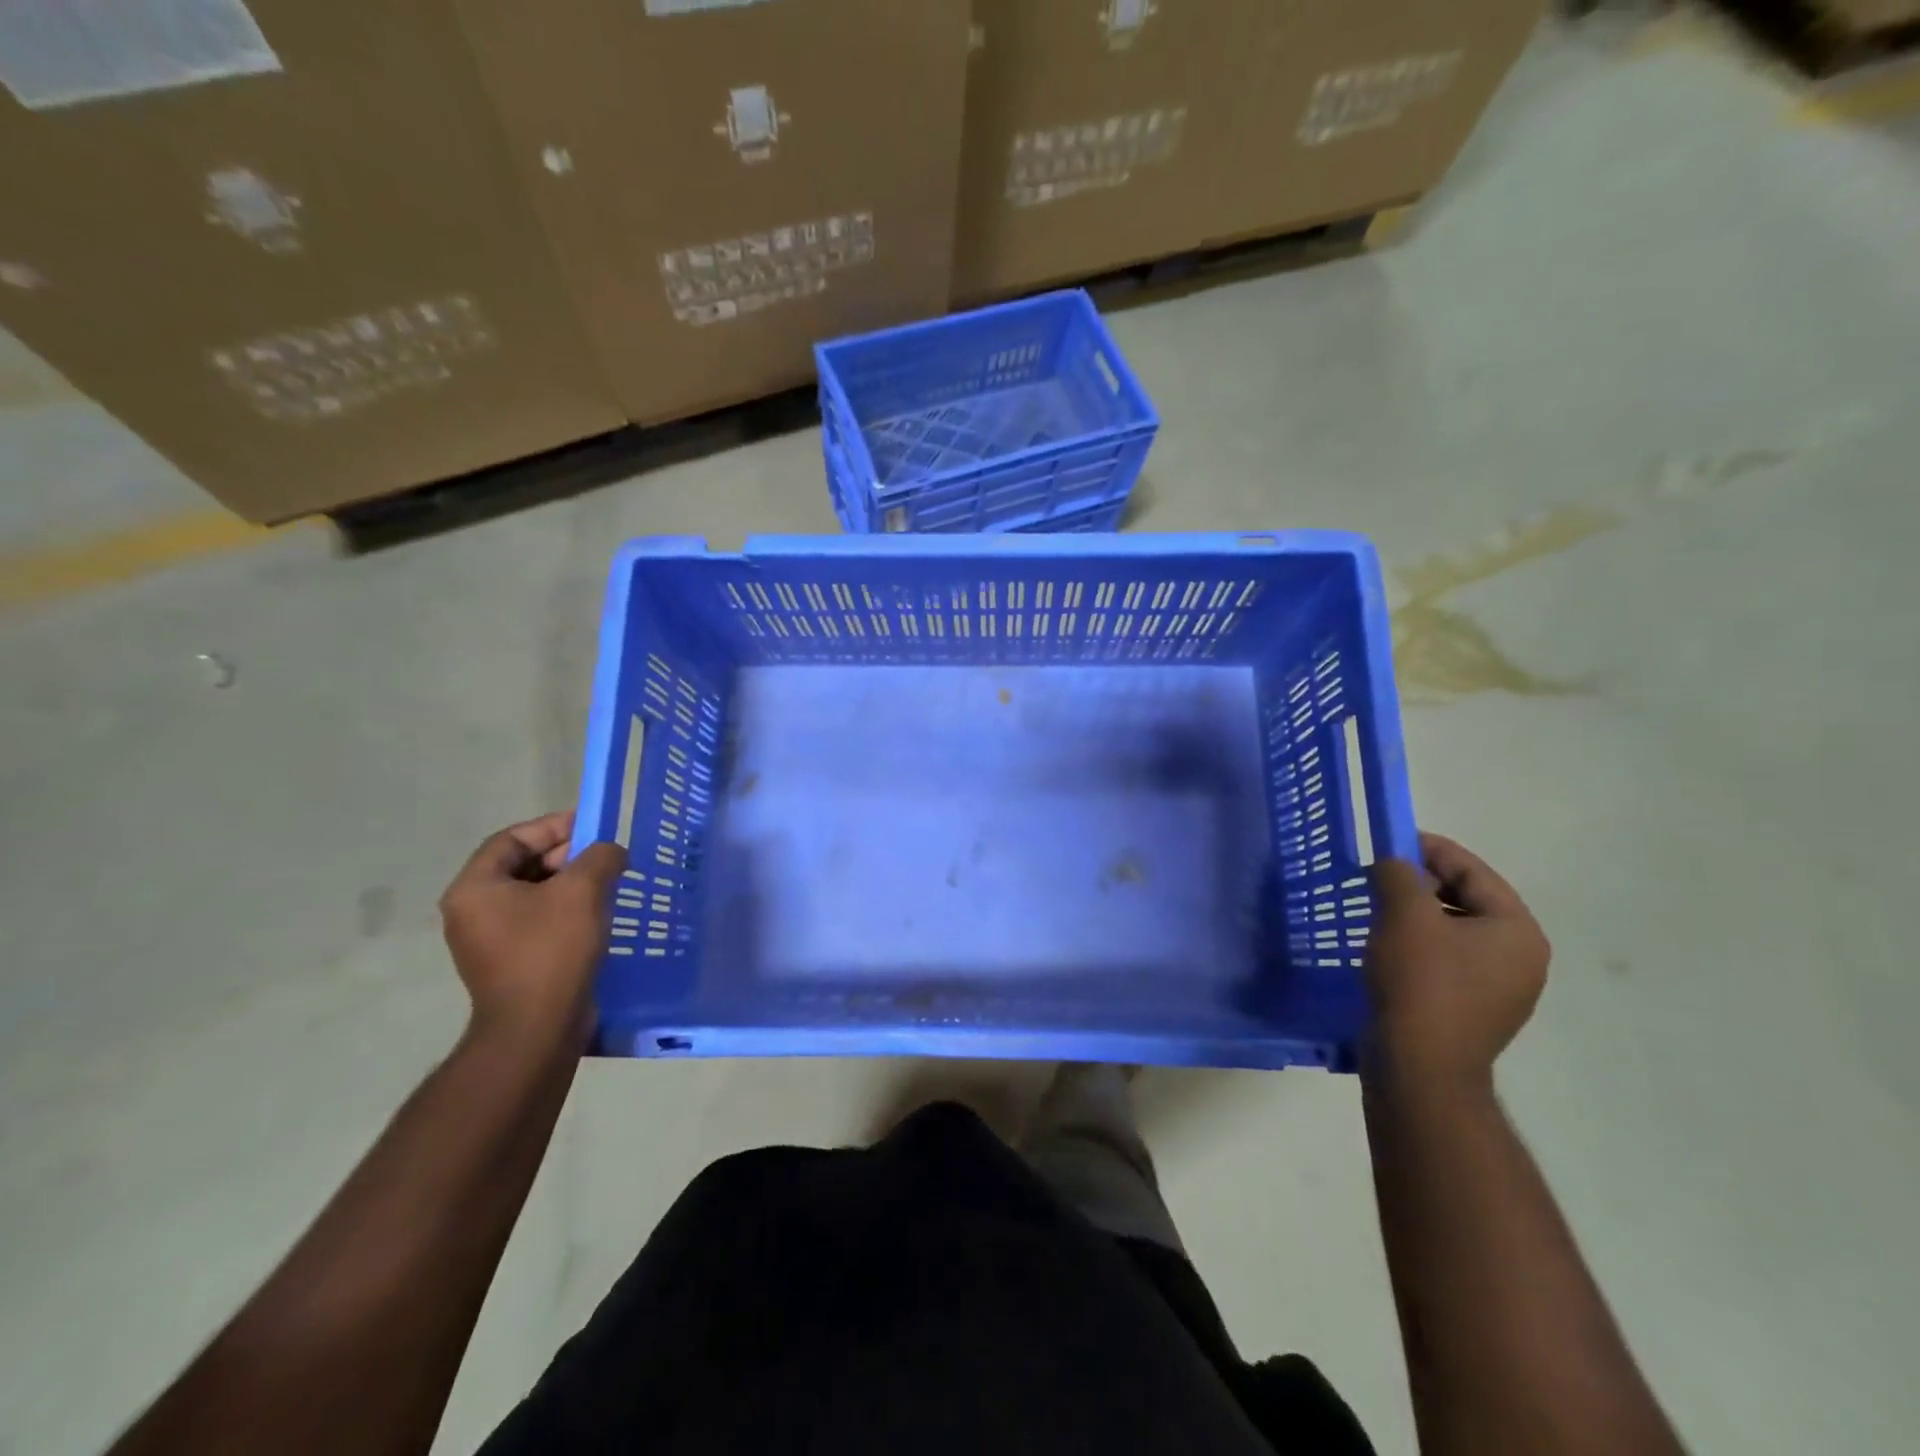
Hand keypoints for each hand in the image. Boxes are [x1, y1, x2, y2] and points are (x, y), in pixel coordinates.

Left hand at [439, 812, 626, 1048]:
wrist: (537, 1028)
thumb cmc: (551, 950)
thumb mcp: (581, 891)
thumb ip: (599, 857)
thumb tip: (609, 852)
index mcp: (475, 889)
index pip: (512, 839)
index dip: (553, 827)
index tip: (593, 827)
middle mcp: (473, 911)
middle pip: (522, 866)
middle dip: (567, 856)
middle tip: (606, 857)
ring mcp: (489, 941)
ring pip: (534, 895)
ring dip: (571, 885)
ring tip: (609, 884)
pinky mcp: (511, 962)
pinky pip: (539, 922)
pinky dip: (568, 911)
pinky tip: (599, 916)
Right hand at [1363, 832, 1549, 1088]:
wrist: (1418, 1068)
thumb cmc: (1420, 982)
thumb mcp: (1405, 914)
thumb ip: (1399, 873)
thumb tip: (1393, 864)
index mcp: (1517, 930)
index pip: (1474, 871)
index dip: (1429, 849)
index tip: (1388, 841)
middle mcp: (1518, 958)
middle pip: (1466, 899)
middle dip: (1420, 883)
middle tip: (1377, 876)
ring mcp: (1497, 989)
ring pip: (1452, 931)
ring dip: (1414, 914)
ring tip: (1374, 909)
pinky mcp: (1469, 1011)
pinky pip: (1444, 960)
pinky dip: (1415, 944)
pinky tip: (1384, 947)